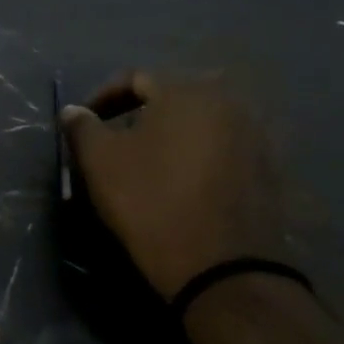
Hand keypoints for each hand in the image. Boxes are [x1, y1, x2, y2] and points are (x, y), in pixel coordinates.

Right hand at [59, 72, 285, 298]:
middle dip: (142, 113)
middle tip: (118, 140)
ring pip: (202, 122)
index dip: (104, 97)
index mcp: (186, 91)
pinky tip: (184, 183)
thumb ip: (83, 128)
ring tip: (150, 162)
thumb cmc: (151, 202)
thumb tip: (74, 111)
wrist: (222, 266)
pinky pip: (224, 148)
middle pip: (174, 96)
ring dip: (173, 134)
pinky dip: (199, 155)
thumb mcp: (101, 163)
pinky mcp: (269, 168)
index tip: (86, 123)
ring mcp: (255, 134)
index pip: (136, 78)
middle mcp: (228, 101)